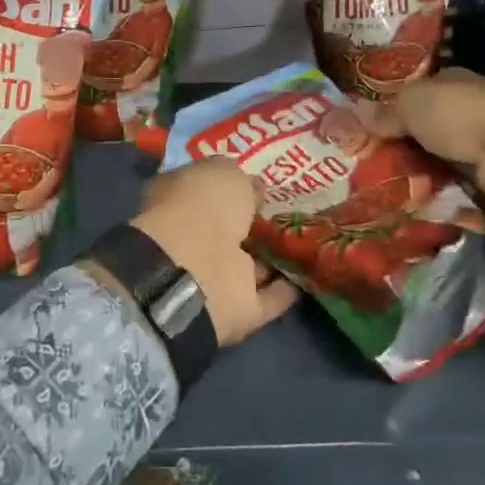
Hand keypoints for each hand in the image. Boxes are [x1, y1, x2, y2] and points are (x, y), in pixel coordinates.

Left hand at [126, 158, 299, 347]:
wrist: (197, 270)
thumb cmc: (204, 205)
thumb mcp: (226, 173)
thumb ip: (241, 180)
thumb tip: (253, 190)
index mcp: (179, 198)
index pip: (206, 189)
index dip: (229, 186)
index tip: (257, 184)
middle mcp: (193, 237)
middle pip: (227, 229)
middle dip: (250, 224)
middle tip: (284, 214)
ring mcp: (213, 275)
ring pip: (247, 265)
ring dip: (269, 259)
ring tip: (301, 246)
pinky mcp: (236, 310)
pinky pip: (265, 298)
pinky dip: (283, 291)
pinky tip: (305, 278)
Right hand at [380, 69, 484, 218]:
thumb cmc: (461, 115)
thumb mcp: (411, 105)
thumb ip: (385, 111)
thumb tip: (354, 111)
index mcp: (453, 80)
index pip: (417, 90)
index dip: (393, 106)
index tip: (367, 126)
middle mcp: (470, 106)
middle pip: (428, 124)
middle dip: (404, 141)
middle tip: (368, 161)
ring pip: (442, 154)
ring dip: (422, 168)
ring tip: (385, 186)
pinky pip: (457, 181)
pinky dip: (441, 189)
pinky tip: (417, 200)